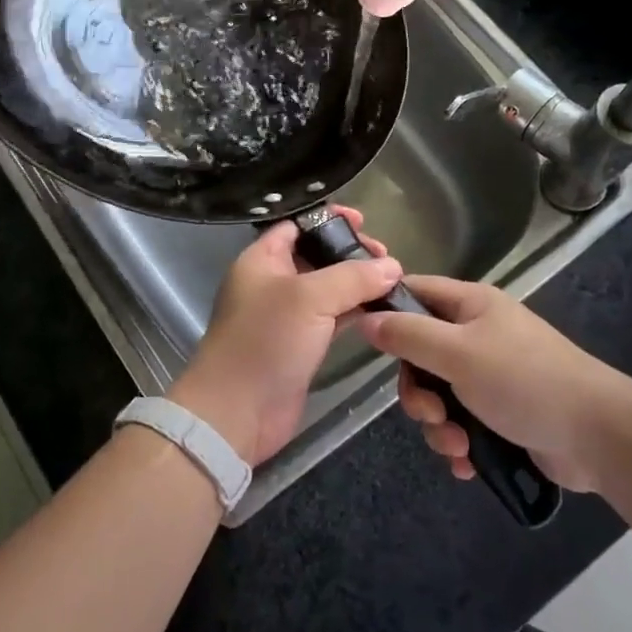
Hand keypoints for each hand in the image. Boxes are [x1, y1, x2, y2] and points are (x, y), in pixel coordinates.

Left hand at [169, 209, 400, 465]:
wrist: (237, 412)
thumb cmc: (265, 341)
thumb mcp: (309, 298)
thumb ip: (352, 277)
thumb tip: (393, 267)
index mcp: (261, 260)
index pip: (296, 225)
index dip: (329, 219)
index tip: (364, 222)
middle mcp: (272, 283)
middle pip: (316, 255)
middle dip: (350, 253)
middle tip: (387, 260)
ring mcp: (286, 316)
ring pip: (327, 289)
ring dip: (357, 284)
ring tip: (393, 282)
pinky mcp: (300, 346)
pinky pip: (331, 319)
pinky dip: (355, 312)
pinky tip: (382, 310)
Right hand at [357, 275, 631, 492]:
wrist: (598, 436)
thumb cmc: (524, 381)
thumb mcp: (457, 353)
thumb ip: (408, 335)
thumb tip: (366, 319)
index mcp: (470, 304)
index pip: (413, 292)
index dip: (386, 311)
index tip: (367, 344)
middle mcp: (477, 333)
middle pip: (420, 353)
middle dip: (418, 392)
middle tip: (431, 414)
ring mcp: (491, 374)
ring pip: (438, 394)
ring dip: (438, 425)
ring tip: (458, 447)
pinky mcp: (502, 412)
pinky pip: (461, 421)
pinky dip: (459, 442)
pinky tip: (468, 463)